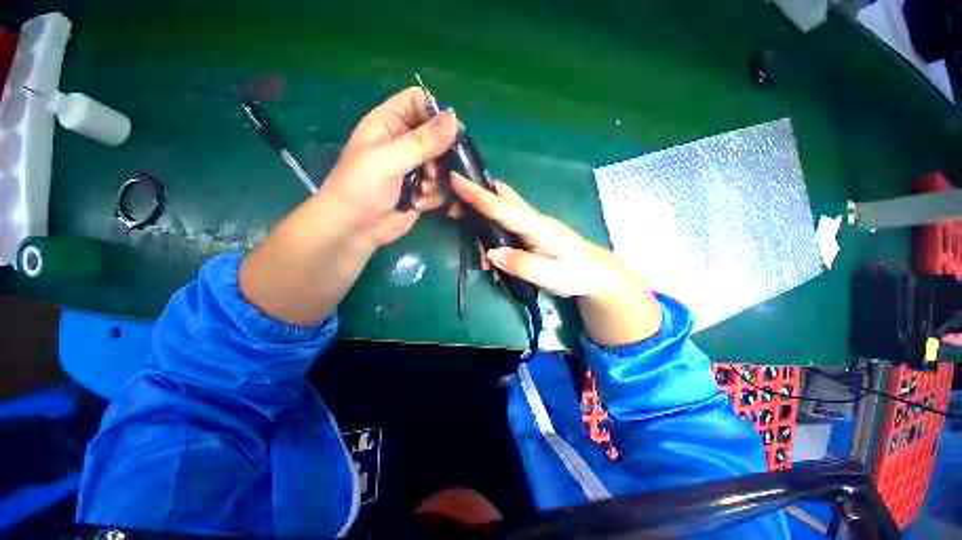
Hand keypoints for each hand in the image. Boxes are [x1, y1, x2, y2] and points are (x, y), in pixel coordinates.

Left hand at [319, 86, 458, 245]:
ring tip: (422, 191)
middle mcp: (404, 143)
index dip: (436, 113)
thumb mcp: (388, 160)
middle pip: (437, 136)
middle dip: (441, 155)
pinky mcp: (422, 190)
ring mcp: (415, 169)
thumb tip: (454, 118)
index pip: (418, 102)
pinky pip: (441, 187)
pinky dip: (435, 196)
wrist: (355, 229)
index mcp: (389, 123)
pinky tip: (420, 204)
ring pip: (443, 165)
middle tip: (433, 171)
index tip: (450, 134)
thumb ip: (422, 141)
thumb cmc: (361, 188)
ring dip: (437, 180)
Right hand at [449, 174, 662, 345]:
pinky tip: (493, 257)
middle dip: (475, 196)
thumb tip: (491, 253)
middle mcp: (532, 218)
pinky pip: (506, 223)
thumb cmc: (576, 274)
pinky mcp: (530, 231)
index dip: (477, 194)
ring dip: (482, 220)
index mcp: (536, 226)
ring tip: (478, 252)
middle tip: (454, 209)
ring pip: (501, 210)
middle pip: (500, 197)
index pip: (502, 206)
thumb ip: (522, 264)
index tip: (454, 178)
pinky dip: (493, 232)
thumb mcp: (551, 276)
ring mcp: (531, 223)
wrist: (596, 272)